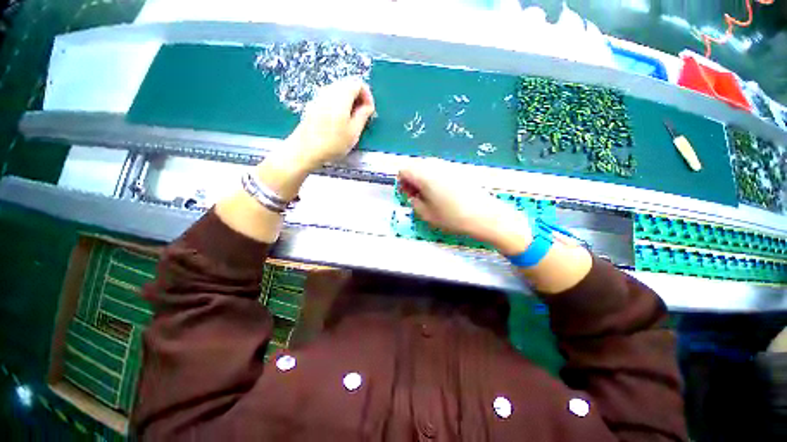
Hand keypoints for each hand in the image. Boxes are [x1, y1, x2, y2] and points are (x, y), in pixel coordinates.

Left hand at [287, 77, 375, 170]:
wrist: (305, 150)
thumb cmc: (333, 143)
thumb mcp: (354, 132)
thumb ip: (363, 115)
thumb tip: (368, 106)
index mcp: (341, 96)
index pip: (358, 83)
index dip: (367, 95)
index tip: (369, 111)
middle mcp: (329, 91)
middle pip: (348, 84)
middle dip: (358, 97)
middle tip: (362, 116)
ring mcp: (319, 96)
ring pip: (339, 90)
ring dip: (349, 101)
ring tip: (351, 120)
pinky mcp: (313, 104)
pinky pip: (330, 97)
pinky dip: (339, 104)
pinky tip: (339, 121)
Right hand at [398, 160, 532, 255]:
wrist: (485, 215)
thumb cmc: (452, 217)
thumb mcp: (426, 214)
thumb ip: (414, 203)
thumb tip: (413, 196)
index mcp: (423, 174)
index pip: (403, 170)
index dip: (402, 183)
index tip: (408, 196)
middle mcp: (435, 165)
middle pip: (415, 166)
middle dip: (412, 180)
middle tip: (418, 197)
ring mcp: (448, 165)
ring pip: (428, 167)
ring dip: (423, 179)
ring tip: (431, 196)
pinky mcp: (459, 169)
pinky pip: (440, 170)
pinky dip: (435, 178)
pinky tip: (444, 193)